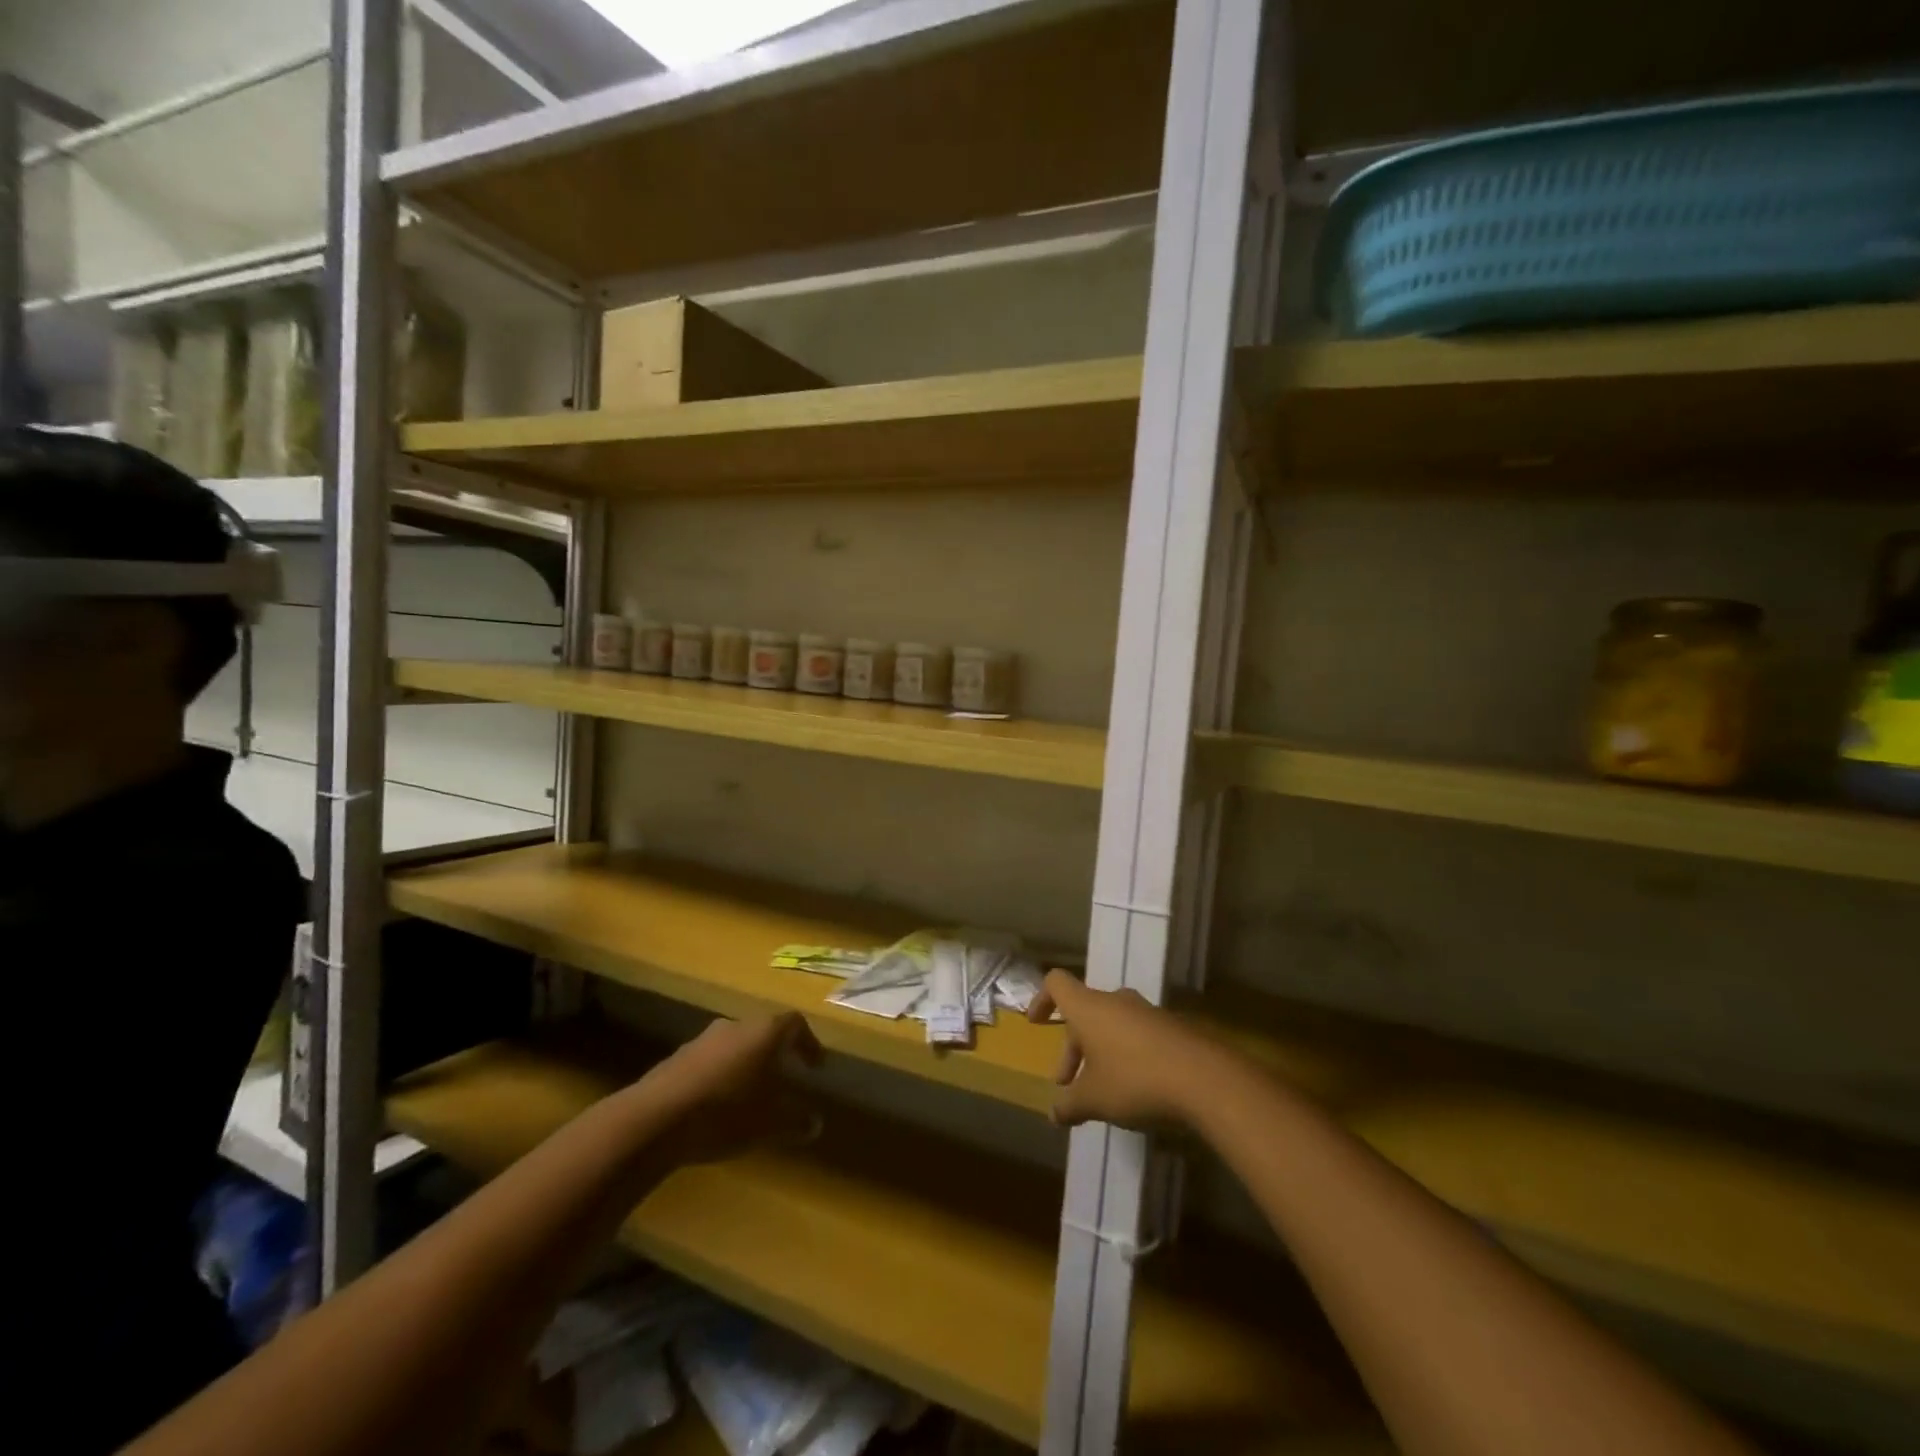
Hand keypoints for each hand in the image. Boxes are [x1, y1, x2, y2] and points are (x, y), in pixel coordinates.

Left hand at [647, 1012, 822, 1164]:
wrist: (655, 1118)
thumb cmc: (725, 1113)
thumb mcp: (769, 1124)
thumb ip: (796, 1121)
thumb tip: (815, 1123)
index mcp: (764, 1032)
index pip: (795, 1024)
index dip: (808, 1043)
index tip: (815, 1065)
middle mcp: (736, 1026)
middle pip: (763, 1031)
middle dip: (775, 1053)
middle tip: (783, 1078)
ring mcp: (703, 1039)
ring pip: (735, 1045)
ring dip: (745, 1064)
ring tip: (749, 1094)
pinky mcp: (677, 1057)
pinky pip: (709, 1060)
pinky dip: (720, 1075)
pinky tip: (716, 1104)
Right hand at [1027, 971, 1224, 1130]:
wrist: (1205, 1079)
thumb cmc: (1135, 1080)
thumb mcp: (1093, 1099)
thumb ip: (1069, 1105)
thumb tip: (1054, 1113)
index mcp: (1089, 1008)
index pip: (1057, 983)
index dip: (1042, 999)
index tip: (1037, 1024)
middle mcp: (1115, 1001)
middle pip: (1084, 1012)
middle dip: (1071, 1047)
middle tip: (1067, 1084)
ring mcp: (1146, 1013)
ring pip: (1111, 1025)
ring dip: (1099, 1053)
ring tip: (1101, 1092)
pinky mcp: (1172, 1029)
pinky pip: (1137, 1036)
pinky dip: (1126, 1056)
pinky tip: (1135, 1091)